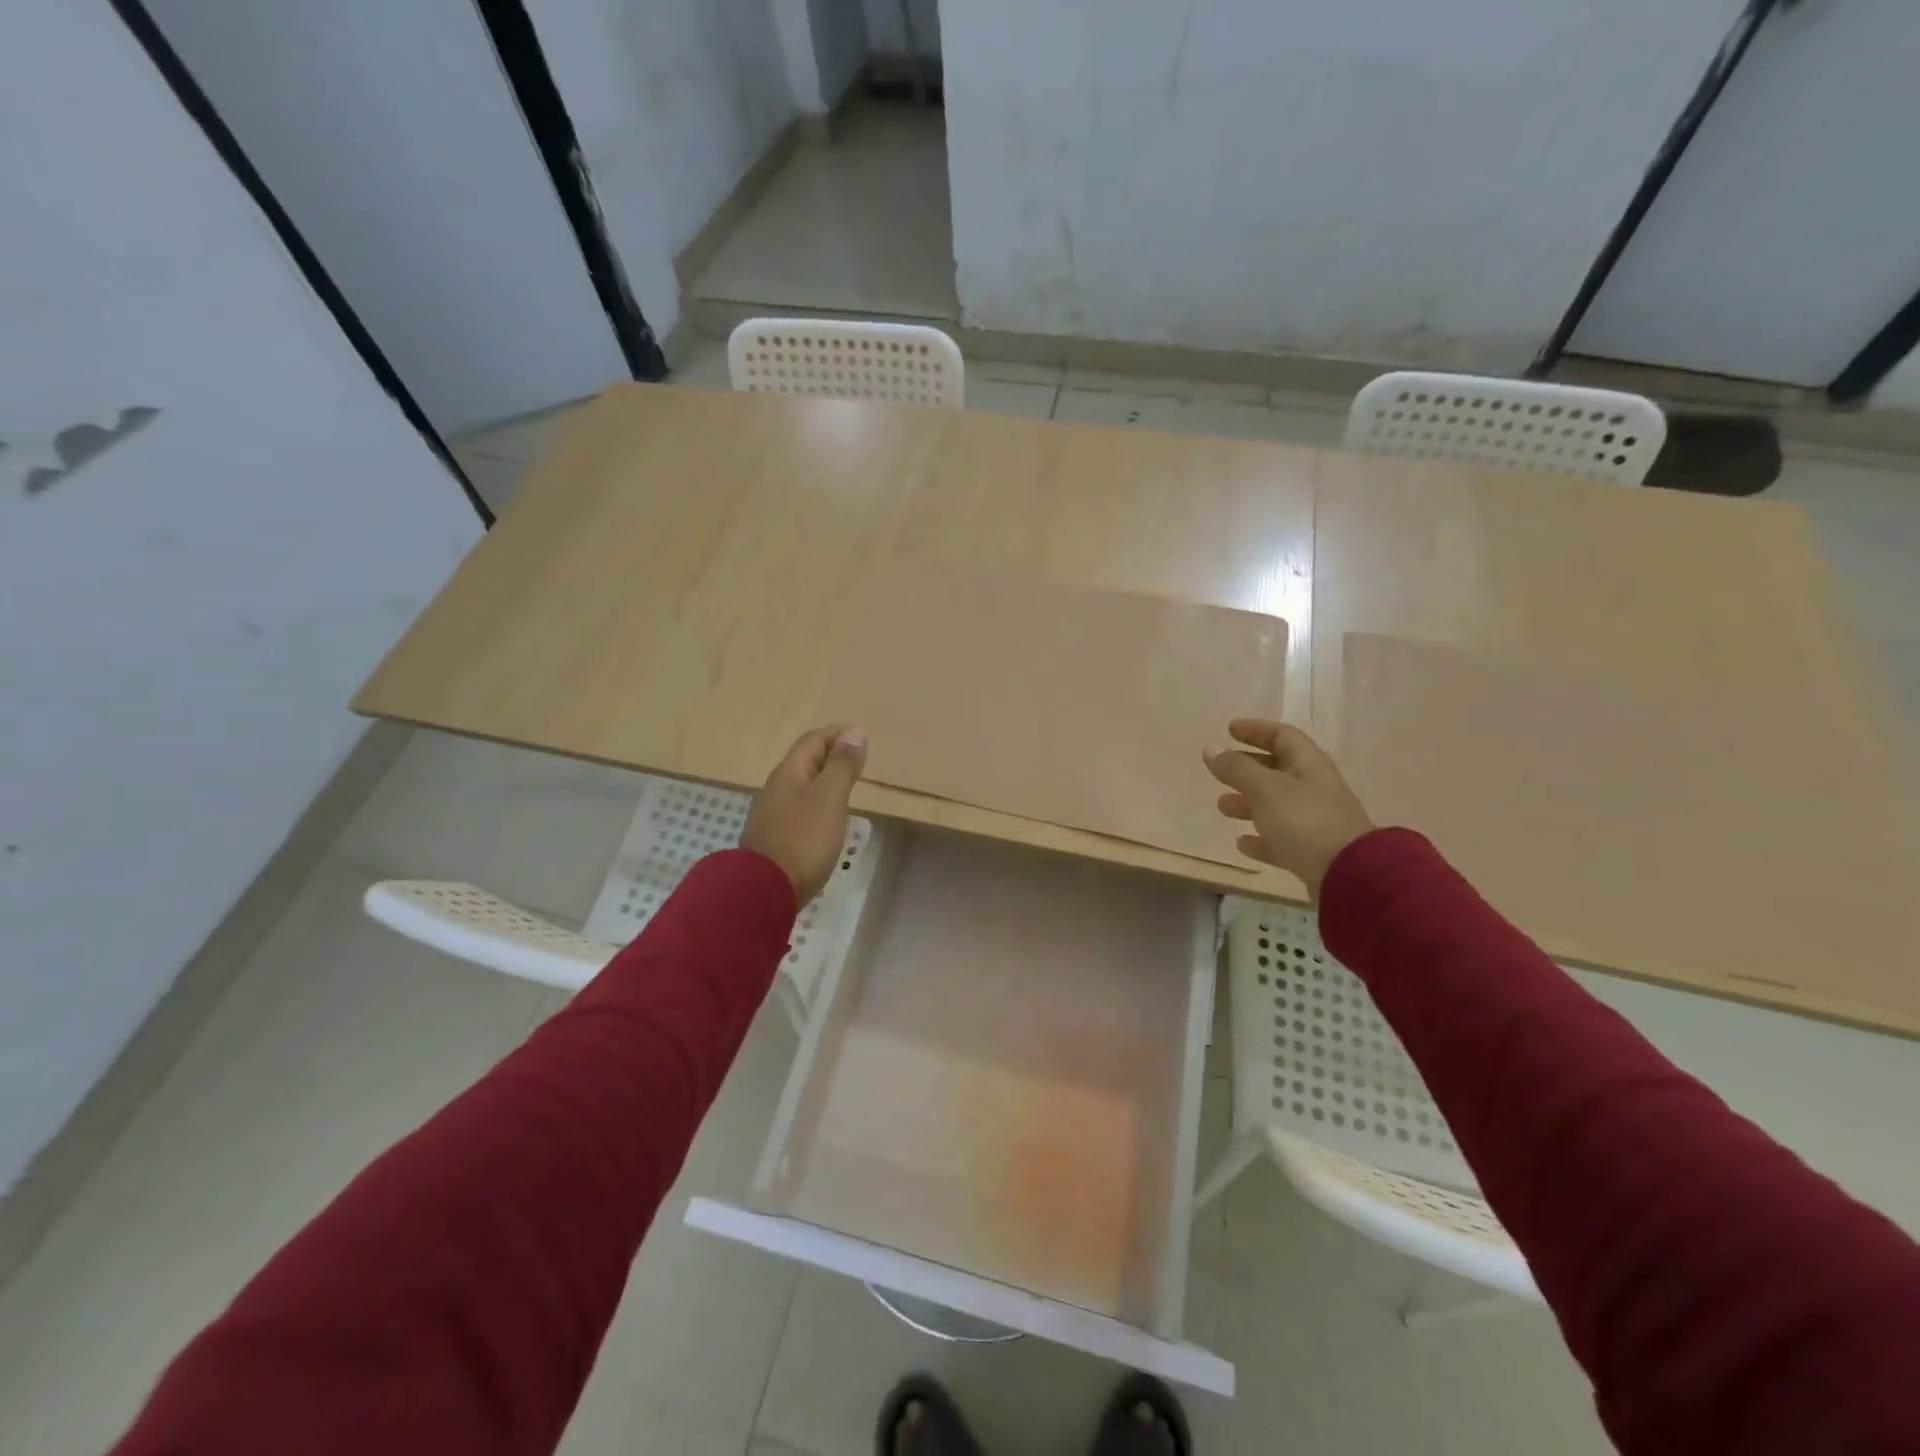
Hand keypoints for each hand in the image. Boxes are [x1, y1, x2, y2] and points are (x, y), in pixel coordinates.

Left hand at [741, 725, 867, 905]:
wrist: (763, 893)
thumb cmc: (802, 840)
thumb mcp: (830, 798)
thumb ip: (842, 766)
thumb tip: (854, 732)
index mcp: (788, 773)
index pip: (813, 740)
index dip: (837, 734)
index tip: (862, 738)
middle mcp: (775, 788)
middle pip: (804, 761)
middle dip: (831, 755)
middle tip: (858, 761)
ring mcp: (770, 815)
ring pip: (800, 786)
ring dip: (823, 781)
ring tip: (847, 788)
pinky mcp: (772, 839)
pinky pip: (797, 809)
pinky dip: (816, 803)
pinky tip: (826, 819)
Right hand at [1202, 720, 1373, 899]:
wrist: (1348, 875)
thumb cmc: (1304, 821)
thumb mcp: (1265, 789)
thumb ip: (1237, 769)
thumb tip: (1210, 748)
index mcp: (1309, 765)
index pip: (1283, 736)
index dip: (1257, 730)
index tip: (1230, 730)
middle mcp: (1315, 788)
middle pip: (1278, 770)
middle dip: (1248, 768)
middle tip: (1221, 771)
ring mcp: (1316, 821)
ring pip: (1276, 805)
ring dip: (1249, 803)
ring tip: (1222, 808)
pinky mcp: (1312, 851)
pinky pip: (1281, 838)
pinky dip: (1261, 838)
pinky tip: (1242, 843)